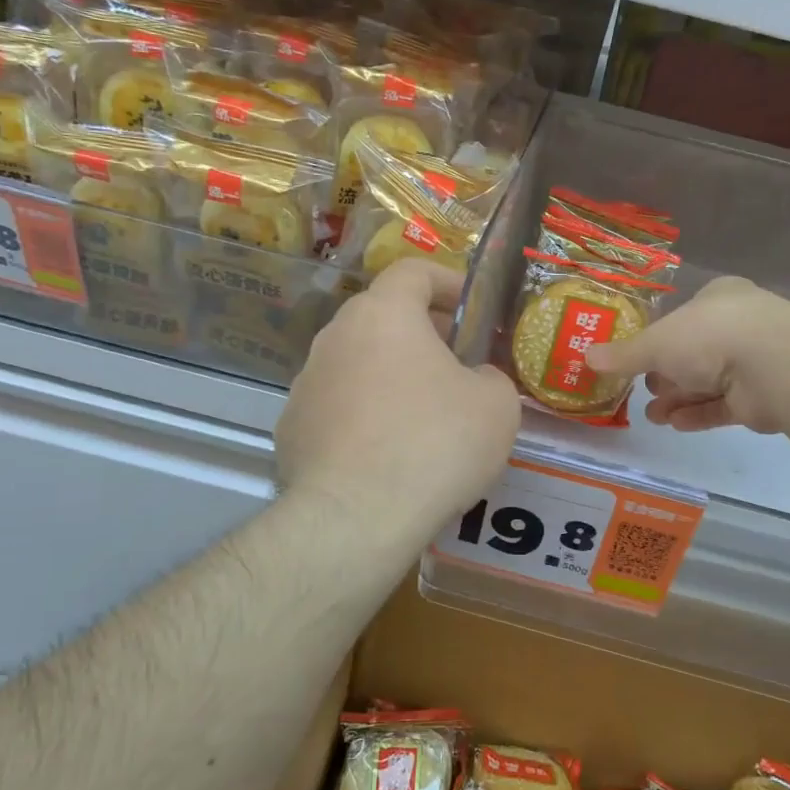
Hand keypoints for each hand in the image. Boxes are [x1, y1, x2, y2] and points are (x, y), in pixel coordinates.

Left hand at [277, 259, 520, 544]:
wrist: (355, 519)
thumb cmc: (434, 444)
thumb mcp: (496, 406)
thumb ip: (491, 376)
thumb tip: (474, 379)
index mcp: (383, 315)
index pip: (413, 271)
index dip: (449, 281)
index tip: (475, 308)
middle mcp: (335, 337)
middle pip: (383, 317)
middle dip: (424, 333)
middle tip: (459, 364)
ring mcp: (305, 383)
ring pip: (359, 363)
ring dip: (392, 375)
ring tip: (425, 414)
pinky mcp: (292, 429)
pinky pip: (338, 407)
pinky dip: (365, 415)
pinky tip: (388, 454)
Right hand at [585, 277, 789, 433]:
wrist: (772, 366)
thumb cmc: (709, 335)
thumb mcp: (656, 342)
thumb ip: (624, 354)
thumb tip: (586, 357)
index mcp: (716, 298)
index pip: (682, 318)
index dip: (657, 340)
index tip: (635, 360)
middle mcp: (737, 325)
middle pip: (693, 353)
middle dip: (665, 376)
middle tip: (642, 391)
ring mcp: (753, 361)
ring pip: (707, 382)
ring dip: (678, 399)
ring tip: (653, 415)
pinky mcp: (762, 396)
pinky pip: (723, 405)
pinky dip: (698, 414)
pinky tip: (675, 424)